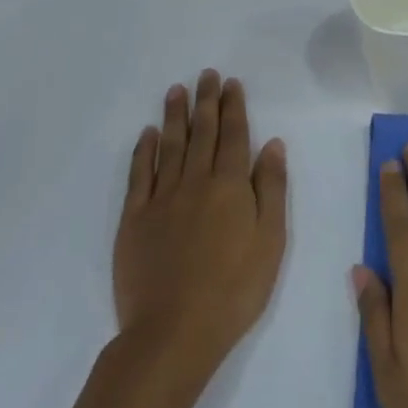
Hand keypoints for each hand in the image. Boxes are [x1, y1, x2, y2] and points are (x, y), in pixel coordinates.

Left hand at [113, 70, 286, 373]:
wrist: (173, 332)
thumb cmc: (234, 289)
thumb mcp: (271, 241)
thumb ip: (271, 188)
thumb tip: (272, 144)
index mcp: (230, 186)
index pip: (234, 136)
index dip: (233, 107)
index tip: (231, 83)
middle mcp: (195, 181)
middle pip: (202, 132)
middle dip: (206, 101)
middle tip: (206, 74)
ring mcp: (161, 198)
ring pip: (170, 145)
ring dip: (175, 115)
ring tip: (176, 90)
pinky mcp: (134, 219)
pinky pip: (139, 175)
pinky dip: (144, 150)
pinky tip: (148, 134)